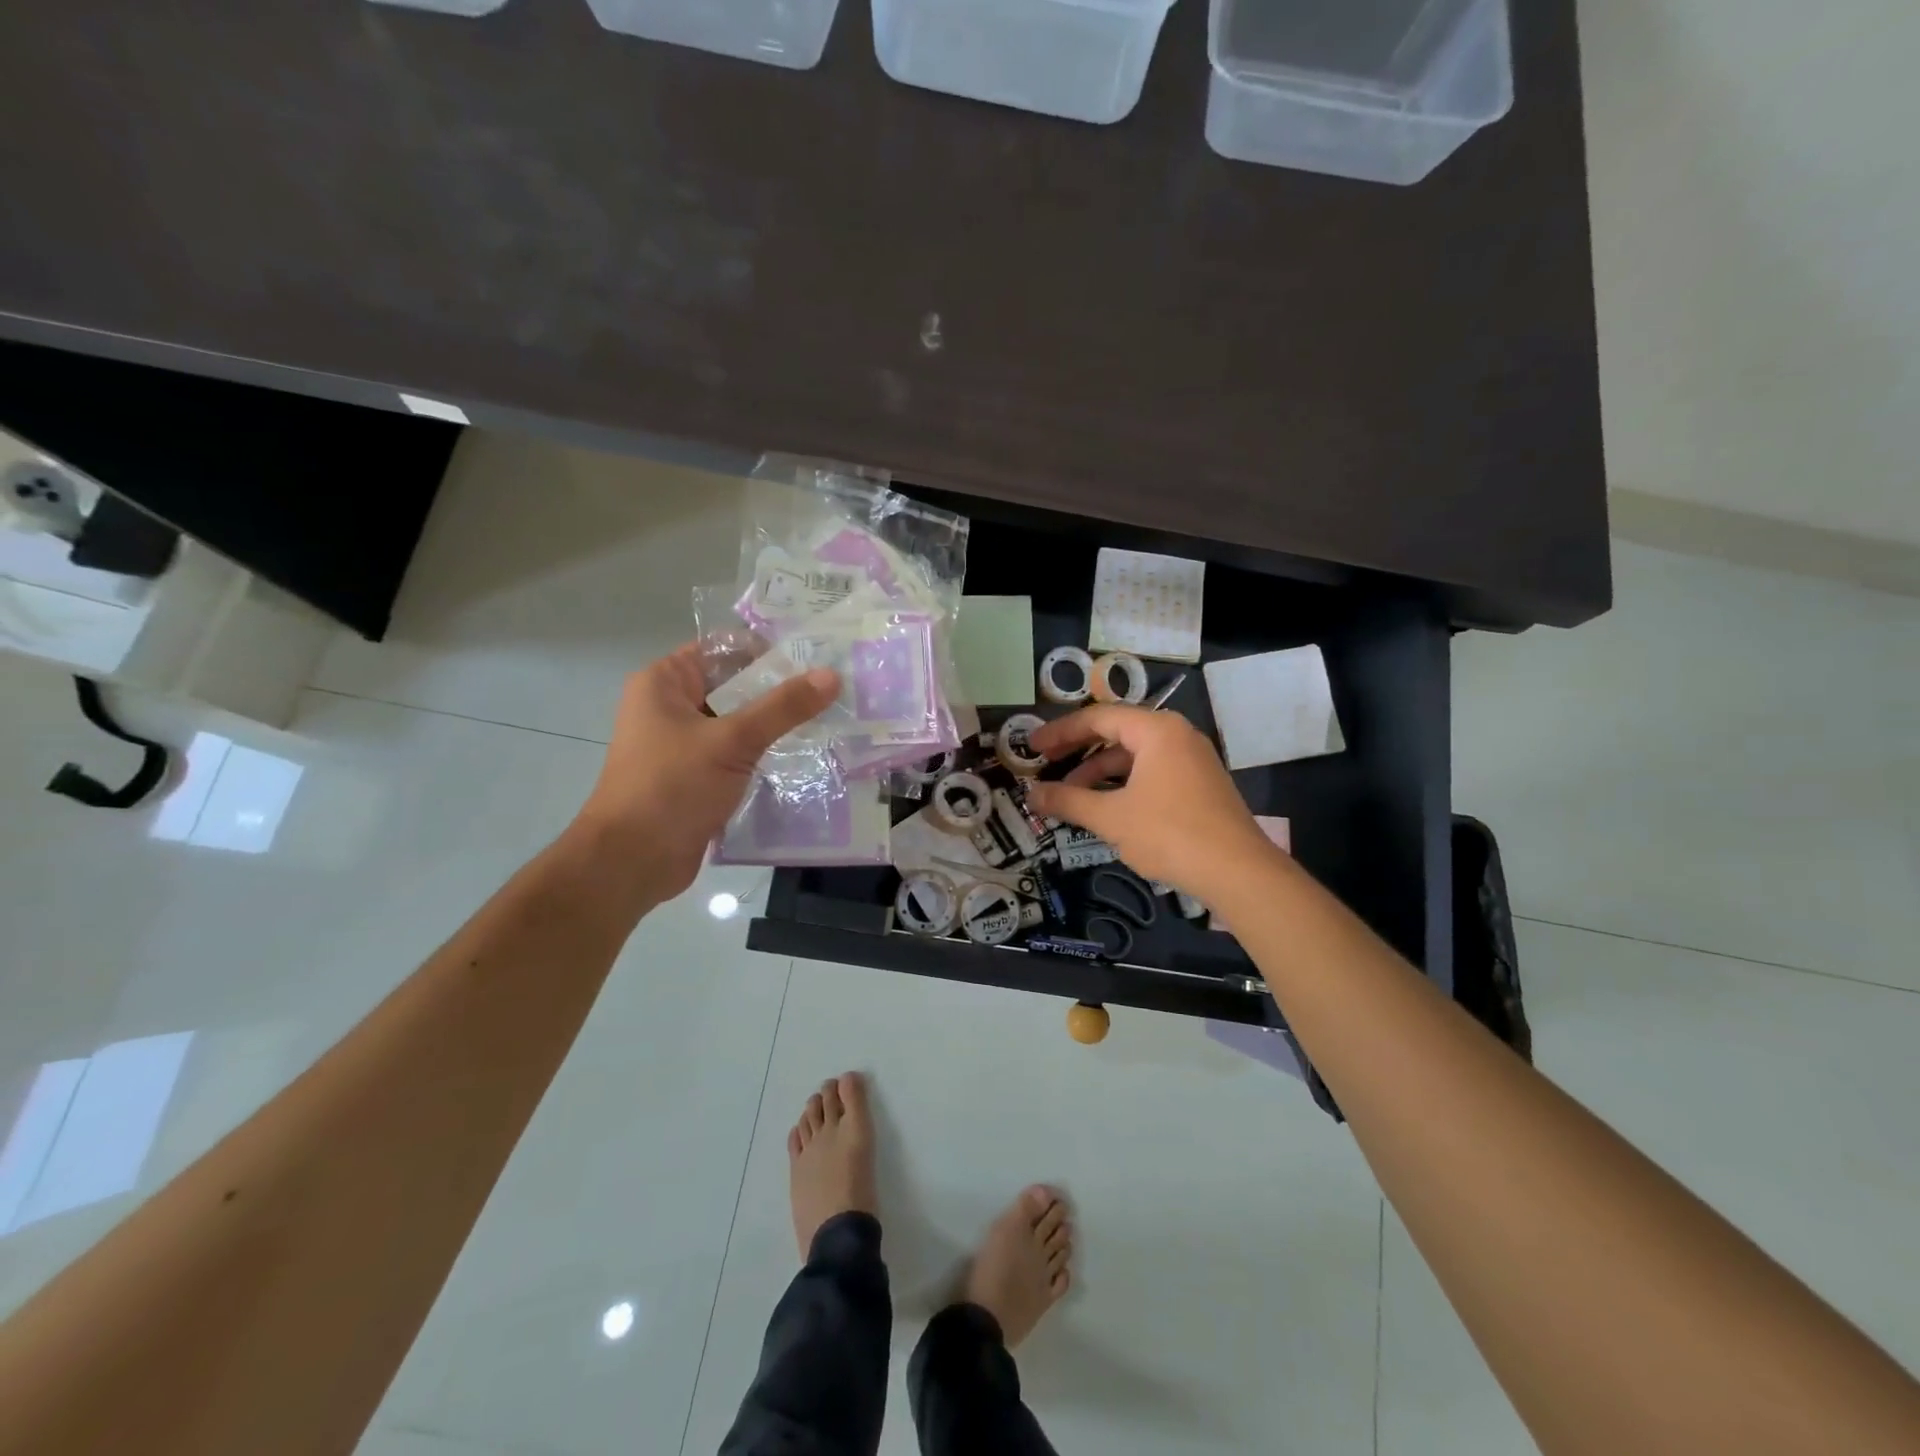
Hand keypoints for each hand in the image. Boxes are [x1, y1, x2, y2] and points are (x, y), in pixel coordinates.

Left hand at [573, 643, 839, 901]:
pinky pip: (738, 755)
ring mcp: (685, 744)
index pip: (724, 649)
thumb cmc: (671, 788)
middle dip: (781, 690)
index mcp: (665, 683)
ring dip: (777, 726)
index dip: (768, 650)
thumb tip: (832, 676)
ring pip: (740, 723)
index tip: (817, 657)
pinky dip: (766, 755)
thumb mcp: (731, 741)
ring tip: (831, 720)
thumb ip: (782, 707)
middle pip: (735, 686)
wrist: (632, 862)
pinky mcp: (698, 777)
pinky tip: (807, 756)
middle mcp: (672, 707)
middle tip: (836, 690)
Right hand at [1025, 705, 1280, 901]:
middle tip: (1046, 765)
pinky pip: (1151, 772)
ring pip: (1134, 755)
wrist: (1238, 872)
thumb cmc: (1169, 834)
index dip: (1060, 732)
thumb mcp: (1111, 817)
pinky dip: (1123, 783)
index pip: (1098, 718)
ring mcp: (1192, 759)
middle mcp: (1176, 735)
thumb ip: (1068, 801)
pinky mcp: (1199, 784)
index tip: (1033, 748)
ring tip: (1070, 795)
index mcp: (1156, 730)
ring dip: (1099, 772)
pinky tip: (1105, 807)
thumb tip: (1031, 793)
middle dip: (1078, 751)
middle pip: (1117, 732)